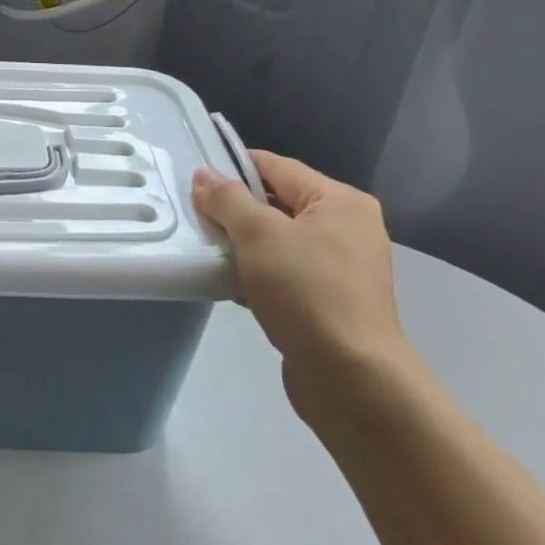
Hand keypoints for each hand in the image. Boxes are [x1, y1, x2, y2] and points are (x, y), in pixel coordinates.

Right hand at [192, 152, 410, 413]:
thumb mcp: (259, 235)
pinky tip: (226, 283)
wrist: (351, 377)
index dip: (233, 168)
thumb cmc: (307, 291)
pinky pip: (284, 272)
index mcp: (340, 202)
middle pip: (277, 203)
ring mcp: (341, 267)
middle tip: (193, 217)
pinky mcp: (330, 301)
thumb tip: (204, 176)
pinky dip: (255, 273)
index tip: (193, 180)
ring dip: (242, 244)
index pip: (277, 167)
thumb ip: (227, 199)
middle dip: (234, 210)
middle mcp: (347, 228)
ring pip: (278, 240)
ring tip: (204, 250)